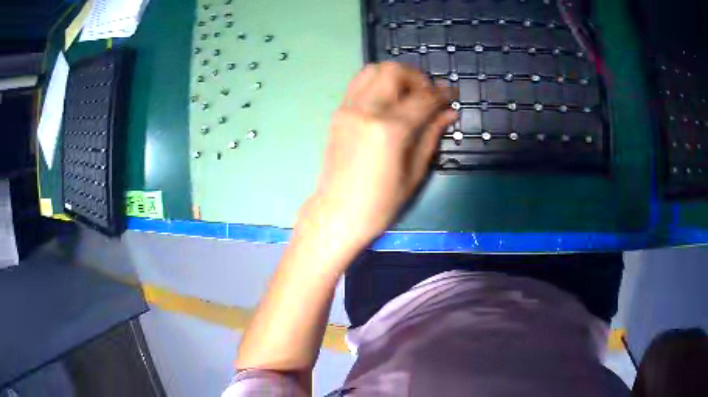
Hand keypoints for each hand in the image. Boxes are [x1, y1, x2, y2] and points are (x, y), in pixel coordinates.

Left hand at [297, 62, 457, 254]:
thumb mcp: (414, 172)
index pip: (423, 98)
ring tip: (408, 94)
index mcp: (389, 130)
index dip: (442, 93)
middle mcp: (366, 110)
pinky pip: (358, 82)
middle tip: (428, 95)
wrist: (337, 213)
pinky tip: (388, 99)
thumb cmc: (380, 203)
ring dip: (395, 75)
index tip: (451, 94)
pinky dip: (377, 81)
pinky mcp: (338, 113)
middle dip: (417, 77)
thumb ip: (432, 135)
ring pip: (373, 70)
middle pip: (394, 71)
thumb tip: (449, 113)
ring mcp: (348, 109)